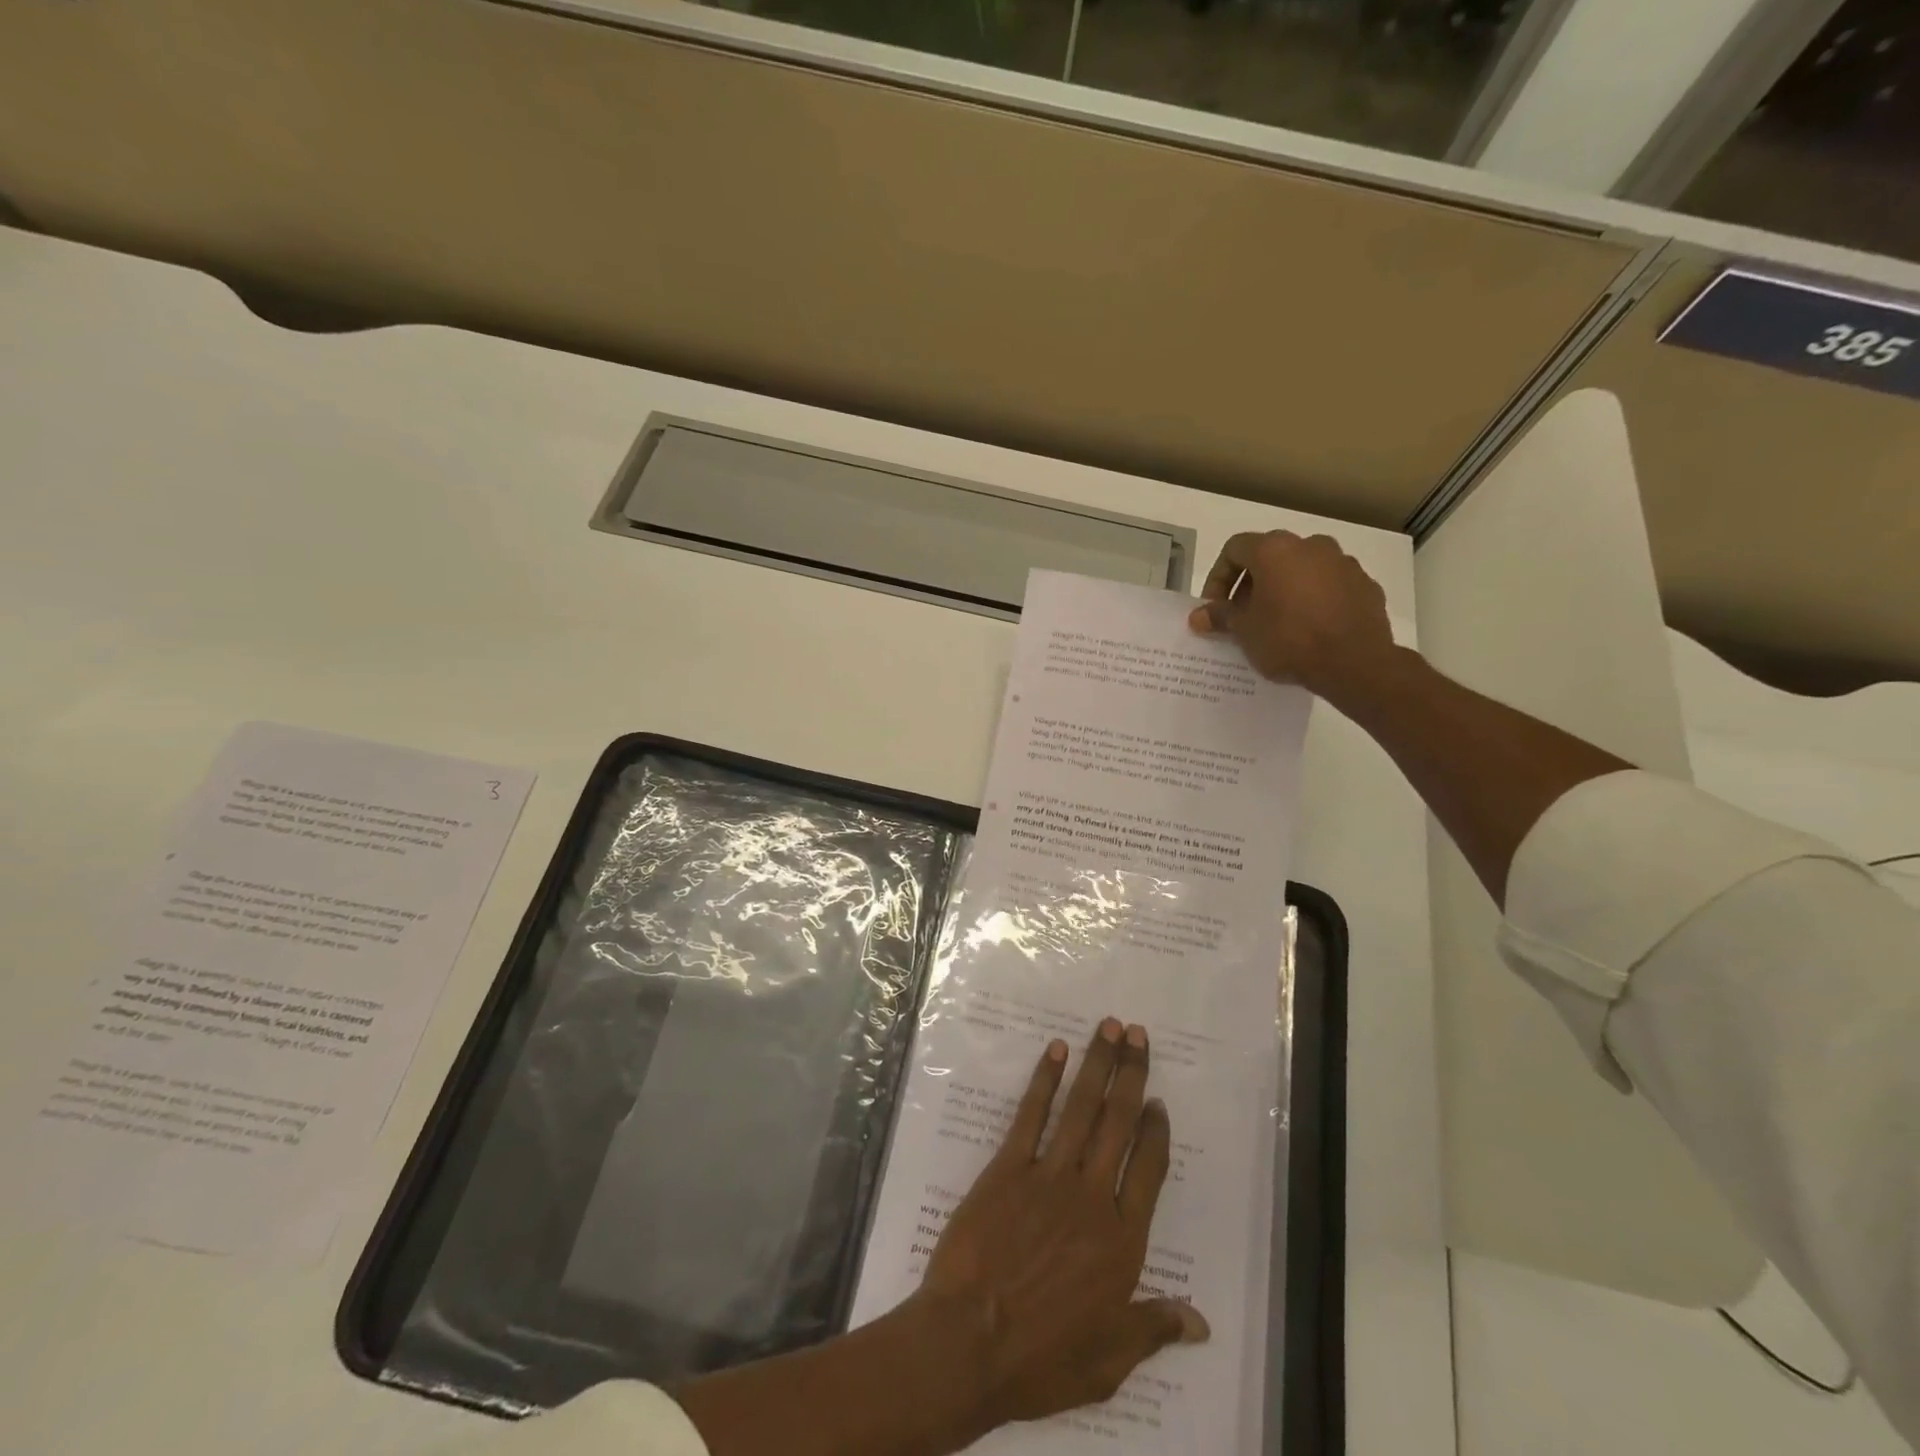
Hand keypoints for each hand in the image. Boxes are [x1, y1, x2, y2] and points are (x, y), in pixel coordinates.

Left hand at [915, 1019, 1208, 1433]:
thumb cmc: (1042, 1358)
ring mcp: (1047, 1176)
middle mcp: (1090, 1196)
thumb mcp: (1109, 1360)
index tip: (1157, 1101)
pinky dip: (1045, 1079)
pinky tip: (1056, 1051)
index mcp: (1120, 1240)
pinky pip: (1030, 1115)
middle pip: (1118, 1123)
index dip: (1155, 1132)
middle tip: (1139, 1034)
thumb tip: (1200, 1322)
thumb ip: (1153, 1328)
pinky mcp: (1007, 1167)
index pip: (1148, 1170)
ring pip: (1081, 1109)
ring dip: (1097, 1064)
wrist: (969, 1343)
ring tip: (1110, 1027)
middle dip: (1131, 1075)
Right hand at [1187, 530, 1398, 703]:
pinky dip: (1314, 599)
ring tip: (1277, 623)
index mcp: (1275, 550)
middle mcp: (1310, 545)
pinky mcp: (1365, 584)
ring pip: (1302, 569)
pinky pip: (1329, 586)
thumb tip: (1198, 616)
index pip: (1234, 549)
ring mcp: (1342, 563)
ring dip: (1284, 589)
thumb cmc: (1289, 639)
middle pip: (1270, 556)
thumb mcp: (1244, 631)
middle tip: (1243, 615)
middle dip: (1251, 584)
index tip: (1216, 607)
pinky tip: (1310, 628)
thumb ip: (1220, 616)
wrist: (1354, 662)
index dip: (1218, 577)